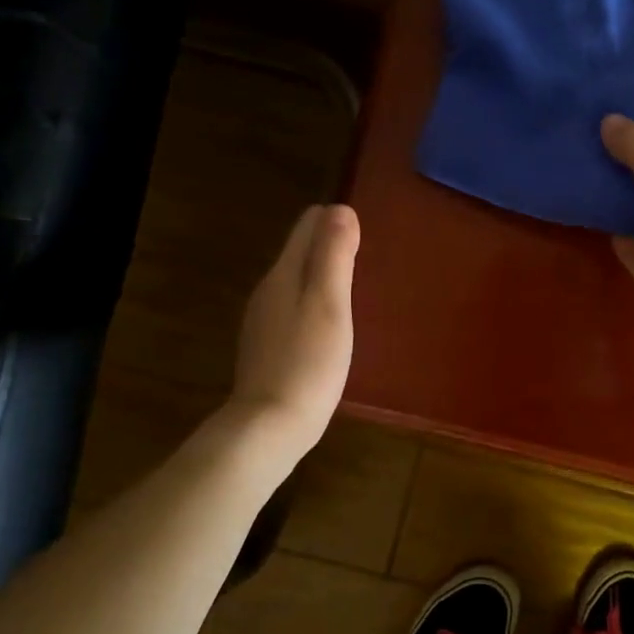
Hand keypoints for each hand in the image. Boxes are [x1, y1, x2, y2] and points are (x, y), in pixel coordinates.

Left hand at [230, 204, 359, 459]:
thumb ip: (334, 256)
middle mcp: (268, 291)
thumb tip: (340, 209)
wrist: (271, 425)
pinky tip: (333, 329)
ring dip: (324, 279)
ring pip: (298, 283)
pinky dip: (316, 306)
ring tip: (357, 293)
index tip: (366, 238)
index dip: (337, 222)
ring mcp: (265, 322)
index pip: (307, 226)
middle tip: (368, 262)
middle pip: (301, 252)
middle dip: (331, 248)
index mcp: (282, 274)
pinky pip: (296, 311)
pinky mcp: (270, 348)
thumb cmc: (308, 362)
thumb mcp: (329, 304)